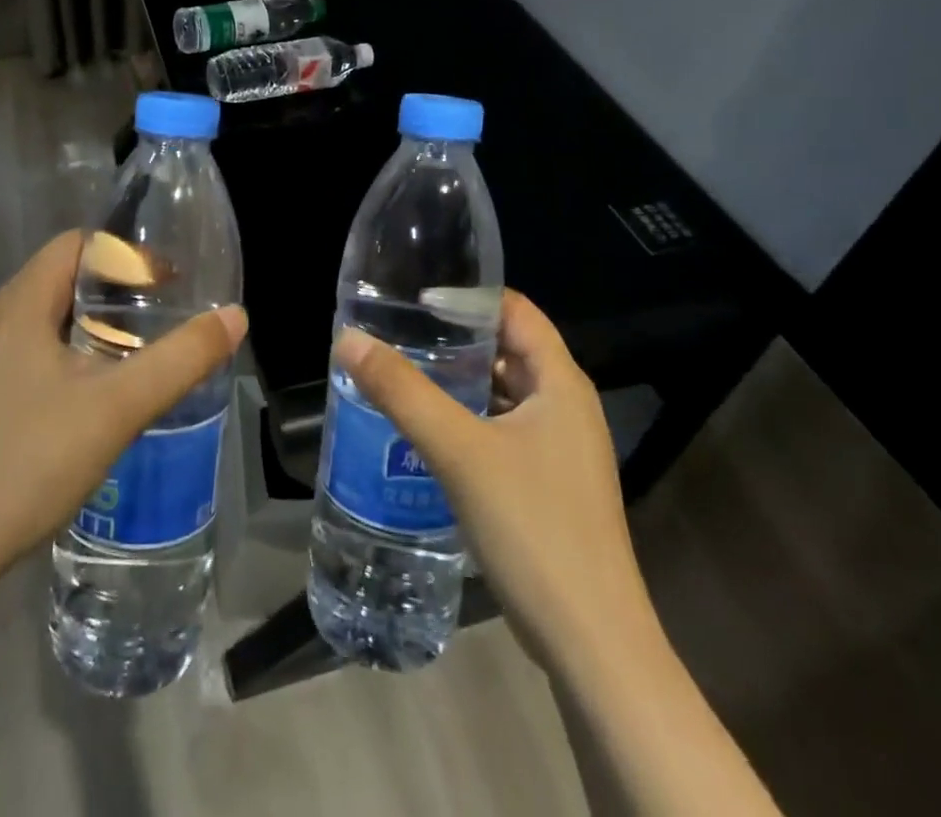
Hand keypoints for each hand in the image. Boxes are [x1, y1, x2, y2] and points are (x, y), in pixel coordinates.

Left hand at [0, 231, 247, 613]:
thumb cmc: (33, 460)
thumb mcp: (120, 407)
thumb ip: (181, 359)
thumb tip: (235, 316)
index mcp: (20, 303)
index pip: (78, 244)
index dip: (126, 252)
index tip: (168, 282)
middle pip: (65, 275)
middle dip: (118, 286)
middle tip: (164, 313)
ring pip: (51, 313)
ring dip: (97, 320)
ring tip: (141, 347)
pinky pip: (37, 345)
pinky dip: (75, 347)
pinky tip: (100, 386)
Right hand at [336, 291, 651, 667]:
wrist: (591, 644)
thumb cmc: (533, 528)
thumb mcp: (460, 451)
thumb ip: (403, 393)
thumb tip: (349, 340)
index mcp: (561, 383)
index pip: (515, 310)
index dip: (467, 296)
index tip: (414, 297)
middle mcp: (567, 407)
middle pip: (508, 349)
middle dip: (455, 338)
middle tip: (398, 332)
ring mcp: (560, 449)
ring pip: (504, 393)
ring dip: (459, 380)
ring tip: (403, 372)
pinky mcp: (548, 484)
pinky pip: (503, 429)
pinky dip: (468, 418)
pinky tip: (427, 429)